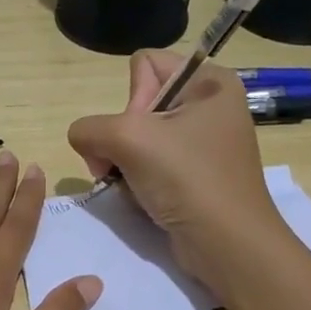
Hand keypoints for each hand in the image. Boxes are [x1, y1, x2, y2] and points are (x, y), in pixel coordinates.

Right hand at [67, 50, 283, 282]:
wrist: (227, 244)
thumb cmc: (187, 179)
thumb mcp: (128, 138)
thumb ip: (89, 128)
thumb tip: (83, 140)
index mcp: (210, 81)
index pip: (144, 65)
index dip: (132, 99)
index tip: (142, 133)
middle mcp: (210, 105)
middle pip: (138, 105)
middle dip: (121, 138)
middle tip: (128, 165)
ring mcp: (203, 143)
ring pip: (138, 139)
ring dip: (124, 164)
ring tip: (133, 187)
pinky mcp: (196, 175)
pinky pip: (151, 165)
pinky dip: (138, 181)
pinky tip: (144, 199)